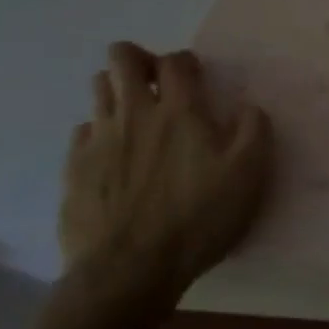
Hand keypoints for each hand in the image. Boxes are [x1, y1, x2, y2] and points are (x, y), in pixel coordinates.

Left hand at [59, 41, 271, 315]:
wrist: (129, 270)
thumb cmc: (197, 219)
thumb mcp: (248, 175)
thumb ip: (254, 131)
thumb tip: (248, 106)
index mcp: (179, 111)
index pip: (175, 61)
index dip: (186, 62)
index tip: (196, 80)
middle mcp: (134, 113)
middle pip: (122, 59)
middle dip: (138, 60)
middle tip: (156, 84)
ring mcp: (98, 138)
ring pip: (98, 89)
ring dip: (116, 91)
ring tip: (135, 116)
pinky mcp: (74, 167)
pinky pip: (82, 131)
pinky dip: (99, 132)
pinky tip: (112, 155)